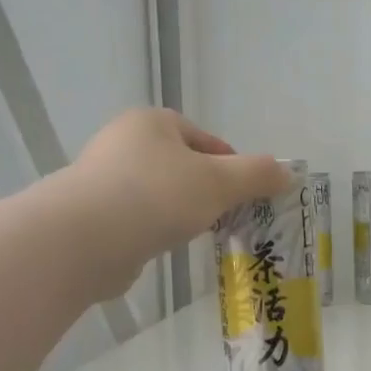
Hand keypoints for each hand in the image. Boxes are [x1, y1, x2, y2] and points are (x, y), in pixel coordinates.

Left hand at [70, 110, 286, 296]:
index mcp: (152, 122)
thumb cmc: (157, 196)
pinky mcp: (90, 214)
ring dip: (179, 212)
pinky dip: (152, 230)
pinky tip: (161, 247)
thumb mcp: (220, 182)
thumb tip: (287, 172)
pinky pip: (135, 218)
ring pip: (158, 193)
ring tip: (195, 235)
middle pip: (181, 165)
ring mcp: (101, 179)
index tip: (245, 196)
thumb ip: (257, 175)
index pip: (205, 140)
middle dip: (206, 191)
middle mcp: (122, 142)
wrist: (84, 240)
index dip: (231, 166)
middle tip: (225, 218)